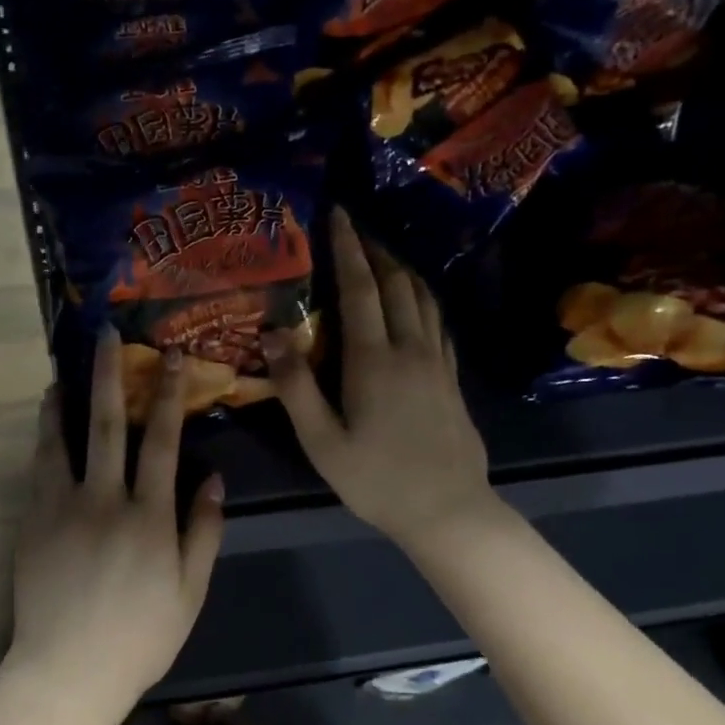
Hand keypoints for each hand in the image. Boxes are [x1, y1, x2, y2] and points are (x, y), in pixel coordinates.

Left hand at [4, 331, 224, 711]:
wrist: (68, 671)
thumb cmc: (140, 637)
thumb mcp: (190, 591)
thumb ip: (203, 531)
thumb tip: (212, 478)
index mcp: (150, 517)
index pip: (164, 442)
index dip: (169, 395)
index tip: (171, 357)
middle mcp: (105, 501)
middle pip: (110, 425)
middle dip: (111, 376)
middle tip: (106, 336)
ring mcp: (63, 509)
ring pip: (64, 440)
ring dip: (66, 400)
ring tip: (63, 372)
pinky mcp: (33, 523)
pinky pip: (39, 469)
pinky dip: (44, 439)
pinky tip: (46, 423)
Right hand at [266, 208, 498, 550]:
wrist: (447, 509)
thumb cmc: (376, 479)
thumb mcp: (322, 441)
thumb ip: (296, 386)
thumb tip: (272, 334)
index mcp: (373, 360)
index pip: (360, 289)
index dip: (348, 248)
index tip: (338, 214)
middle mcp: (410, 349)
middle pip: (396, 284)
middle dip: (375, 250)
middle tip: (355, 228)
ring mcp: (437, 362)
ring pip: (423, 298)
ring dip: (402, 269)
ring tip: (382, 255)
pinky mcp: (451, 377)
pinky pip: (438, 321)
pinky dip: (423, 298)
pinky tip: (416, 301)